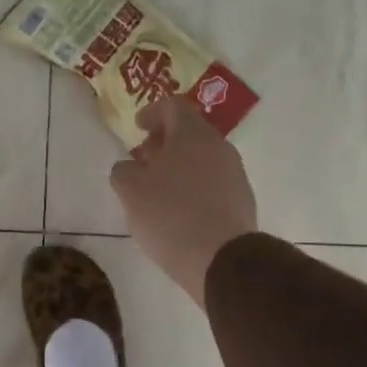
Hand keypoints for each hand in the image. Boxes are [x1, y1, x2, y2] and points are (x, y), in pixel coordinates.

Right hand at [109, 98, 257, 305]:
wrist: (221, 260)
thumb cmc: (170, 215)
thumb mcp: (130, 190)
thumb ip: (123, 170)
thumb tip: (131, 168)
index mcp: (192, 134)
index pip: (173, 106)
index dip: (152, 112)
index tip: (138, 128)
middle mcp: (219, 146)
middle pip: (190, 132)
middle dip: (164, 142)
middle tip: (144, 161)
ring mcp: (235, 173)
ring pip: (202, 158)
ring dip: (179, 166)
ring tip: (159, 190)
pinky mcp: (242, 200)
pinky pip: (213, 182)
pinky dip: (194, 186)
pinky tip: (179, 211)